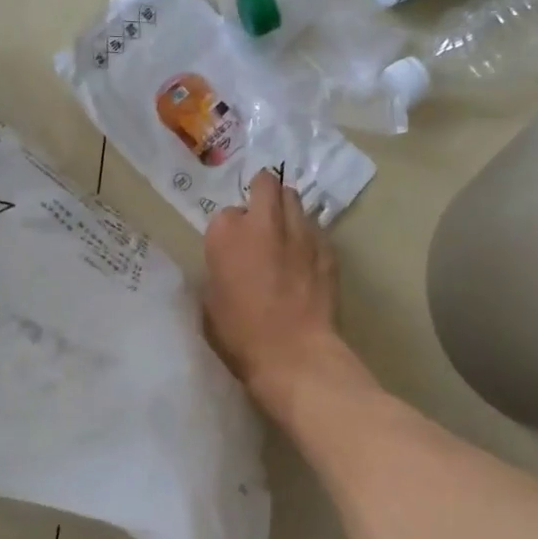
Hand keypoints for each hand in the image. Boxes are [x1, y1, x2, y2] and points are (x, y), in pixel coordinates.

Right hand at [203, 169, 348, 409]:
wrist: (294, 353)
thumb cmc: (241, 335)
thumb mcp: (210, 300)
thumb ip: (219, 268)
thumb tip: (230, 261)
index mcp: (227, 234)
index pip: (227, 213)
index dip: (230, 228)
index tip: (233, 246)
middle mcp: (263, 223)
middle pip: (266, 184)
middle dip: (262, 191)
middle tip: (261, 213)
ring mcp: (299, 232)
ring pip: (294, 200)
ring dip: (286, 209)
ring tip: (284, 231)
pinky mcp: (327, 247)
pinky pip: (315, 228)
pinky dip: (307, 236)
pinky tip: (305, 258)